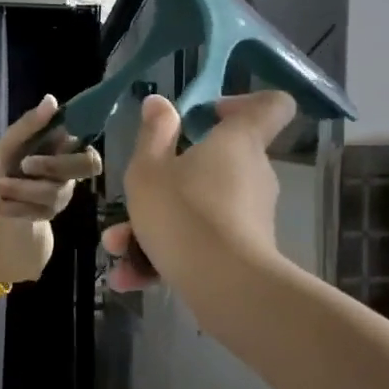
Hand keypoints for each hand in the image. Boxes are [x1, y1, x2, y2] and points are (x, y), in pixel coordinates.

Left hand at [0, 95, 103, 220]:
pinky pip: (37, 212)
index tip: (54, 136)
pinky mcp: (47, 214)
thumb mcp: (7, 142)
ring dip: (21, 188)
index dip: (78, 145)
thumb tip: (51, 99)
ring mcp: (61, 194)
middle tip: (25, 164)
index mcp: (64, 149)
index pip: (89, 148)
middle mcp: (70, 172)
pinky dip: (14, 207)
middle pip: (85, 167)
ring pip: (53, 192)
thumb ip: (29, 125)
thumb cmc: (4, 164)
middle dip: (53, 165)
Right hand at [101, 92, 295, 292]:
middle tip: (135, 196)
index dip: (242, 103)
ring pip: (198, 209)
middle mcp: (252, 174)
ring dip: (155, 226)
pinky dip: (167, 255)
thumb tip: (160, 102)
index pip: (270, 106)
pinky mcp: (245, 252)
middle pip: (216, 163)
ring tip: (118, 247)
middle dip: (169, 179)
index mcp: (237, 142)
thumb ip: (153, 133)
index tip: (205, 115)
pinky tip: (129, 277)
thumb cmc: (182, 212)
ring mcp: (252, 216)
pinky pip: (201, 242)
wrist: (223, 286)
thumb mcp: (148, 169)